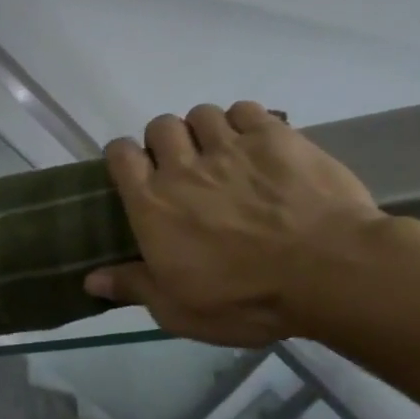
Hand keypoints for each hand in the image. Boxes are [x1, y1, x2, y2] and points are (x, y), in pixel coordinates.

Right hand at [83, 102, 385, 346]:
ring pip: (202, 113)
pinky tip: (254, 143)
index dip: (123, 158)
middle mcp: (183, 167)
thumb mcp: (178, 309)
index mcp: (152, 204)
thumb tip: (89, 279)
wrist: (329, 272)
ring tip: (220, 152)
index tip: (134, 172)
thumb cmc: (244, 298)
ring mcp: (231, 148)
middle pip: (160, 126)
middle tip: (182, 166)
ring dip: (204, 129)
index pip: (120, 156)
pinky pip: (246, 109)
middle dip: (165, 141)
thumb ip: (133, 287)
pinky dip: (243, 121)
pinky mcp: (277, 137)